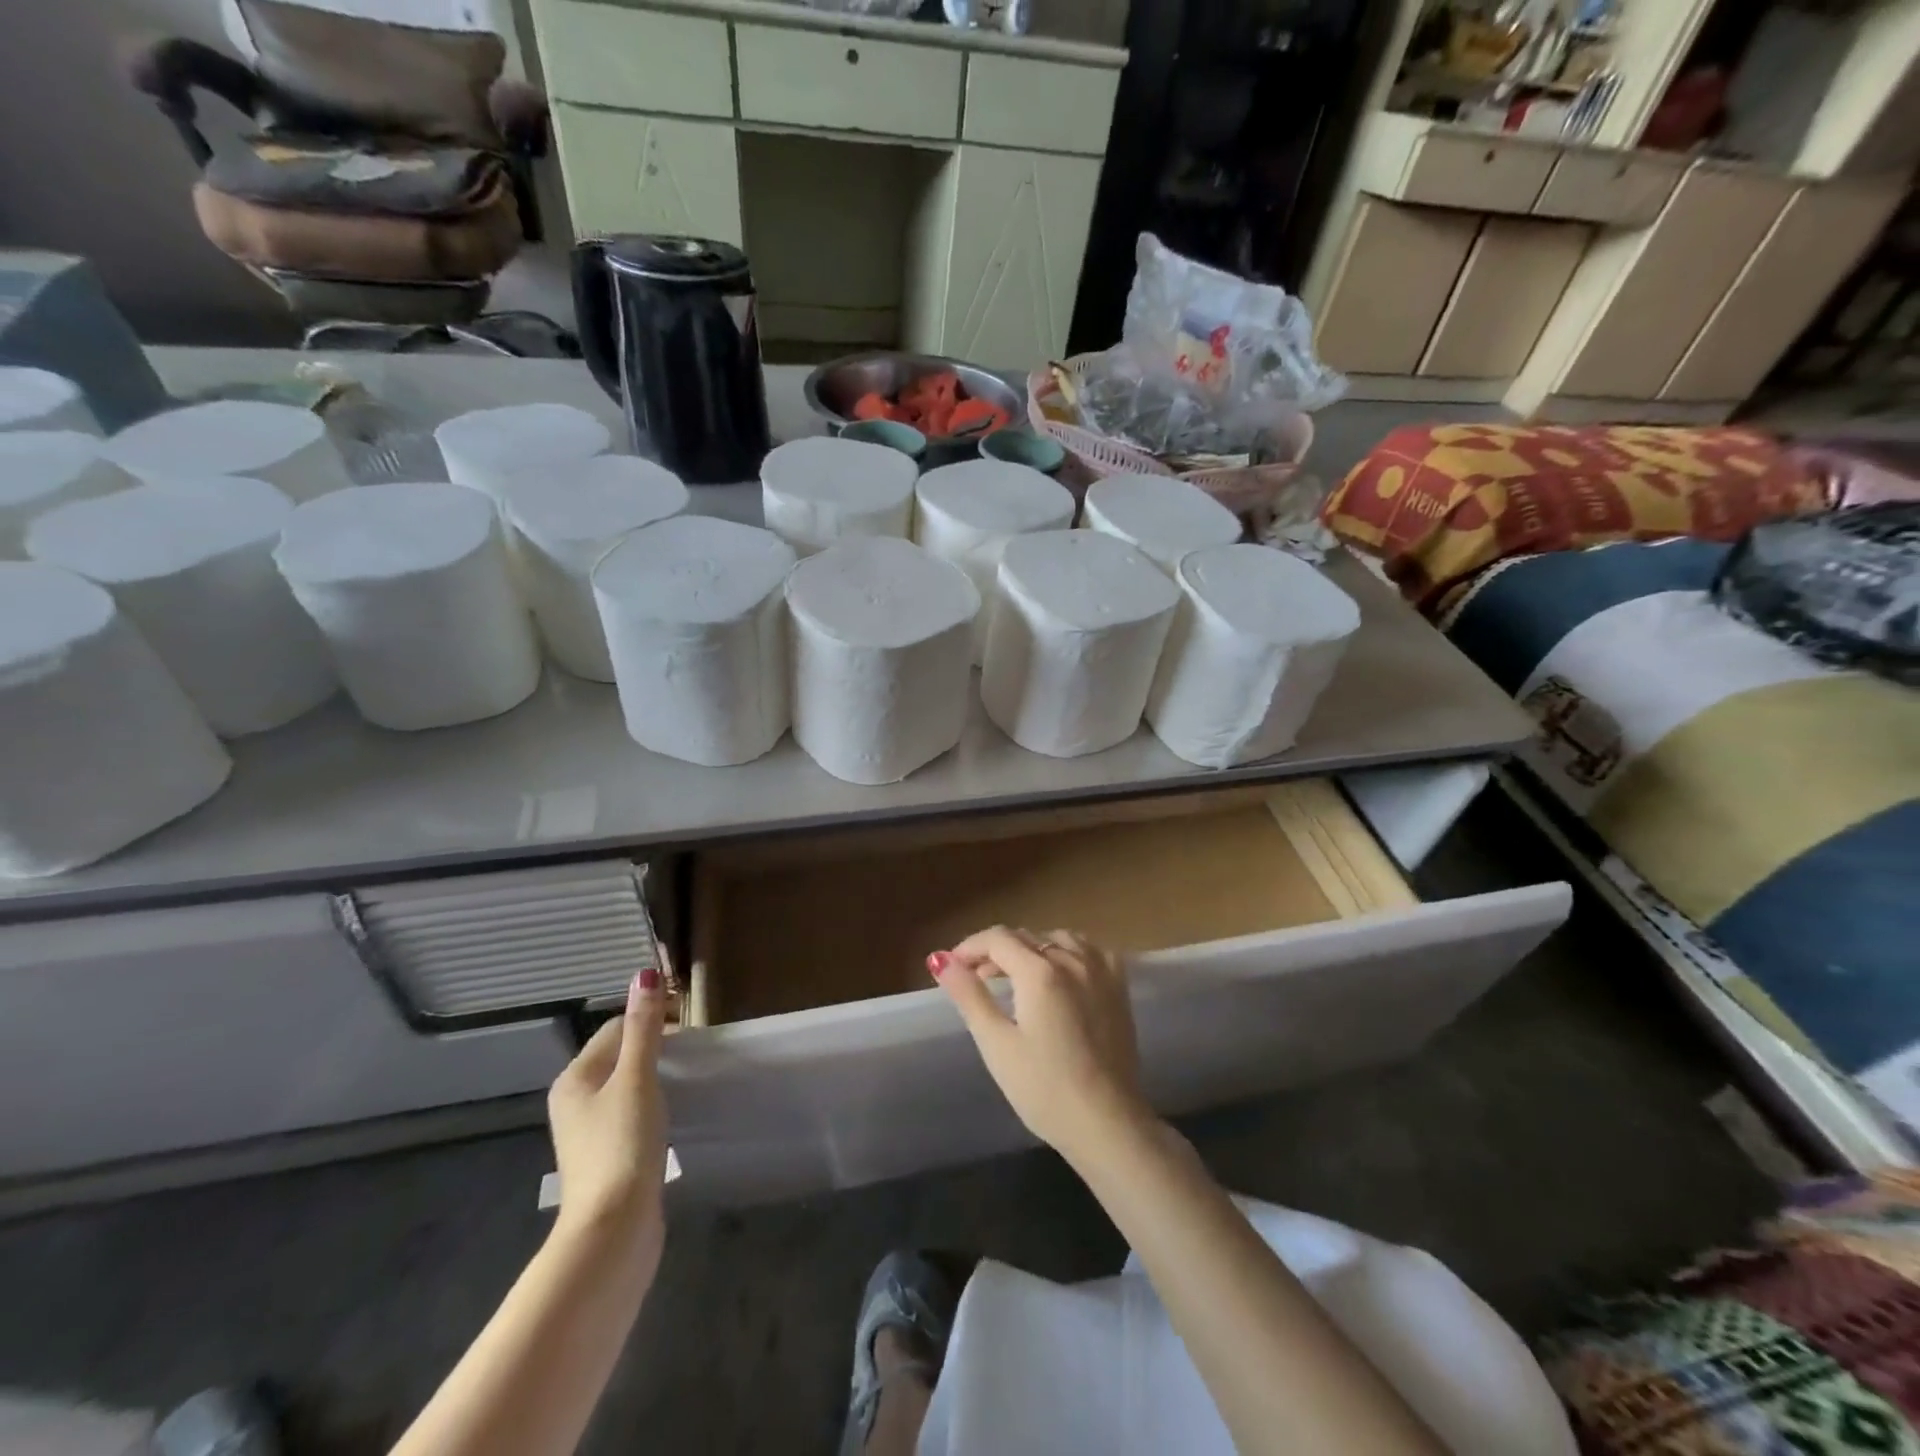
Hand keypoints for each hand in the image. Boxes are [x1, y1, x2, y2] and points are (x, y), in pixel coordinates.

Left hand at [546, 968, 668, 1273]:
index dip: (652, 1018)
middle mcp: (574, 1100)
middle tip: (694, 1050)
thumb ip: (644, 1028)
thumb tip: (644, 974)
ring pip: (626, 1083)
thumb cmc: (622, 1145)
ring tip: (687, 1077)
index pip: (616, 1027)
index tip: (692, 1025)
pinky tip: (672, 1112)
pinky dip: (652, 1101)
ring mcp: (589, 1131)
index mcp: (575, 1077)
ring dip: (655, 1073)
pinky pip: (631, 1110)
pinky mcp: (607, 1155)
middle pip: (619, 1054)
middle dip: (654, 1044)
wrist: (613, 1230)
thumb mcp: (637, 1079)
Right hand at [931, 926, 1158, 1169]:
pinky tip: (1060, 973)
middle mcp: (1073, 959)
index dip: (969, 947)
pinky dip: (1067, 952)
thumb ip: (969, 995)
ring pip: (1057, 939)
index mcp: (1040, 971)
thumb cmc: (1044, 1089)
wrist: (1107, 1124)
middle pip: (1026, 937)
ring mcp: (1101, 971)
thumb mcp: (996, 1044)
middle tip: (975, 979)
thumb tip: (939, 960)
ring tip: (1014, 977)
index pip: (997, 939)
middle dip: (995, 951)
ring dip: (1030, 949)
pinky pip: (1089, 950)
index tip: (951, 967)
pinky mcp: (1119, 988)